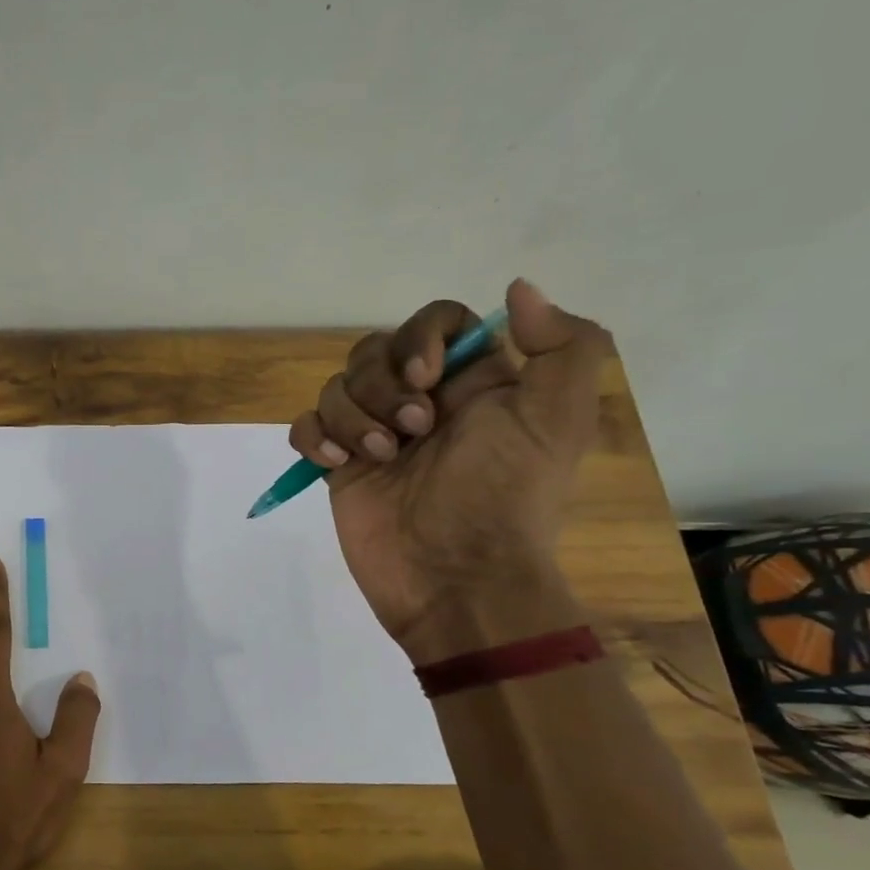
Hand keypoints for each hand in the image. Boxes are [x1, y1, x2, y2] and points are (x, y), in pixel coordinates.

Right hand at [288, 279, 610, 659]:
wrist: (456, 579)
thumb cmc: (503, 497)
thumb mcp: (558, 420)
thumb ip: (563, 346)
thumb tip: (518, 289)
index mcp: (473, 383)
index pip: (437, 321)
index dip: (421, 337)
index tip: (426, 377)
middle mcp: (422, 401)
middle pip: (375, 350)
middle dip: (382, 385)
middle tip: (413, 431)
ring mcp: (375, 435)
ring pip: (337, 387)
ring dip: (353, 417)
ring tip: (381, 458)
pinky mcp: (340, 467)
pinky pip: (307, 426)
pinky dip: (315, 438)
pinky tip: (336, 465)